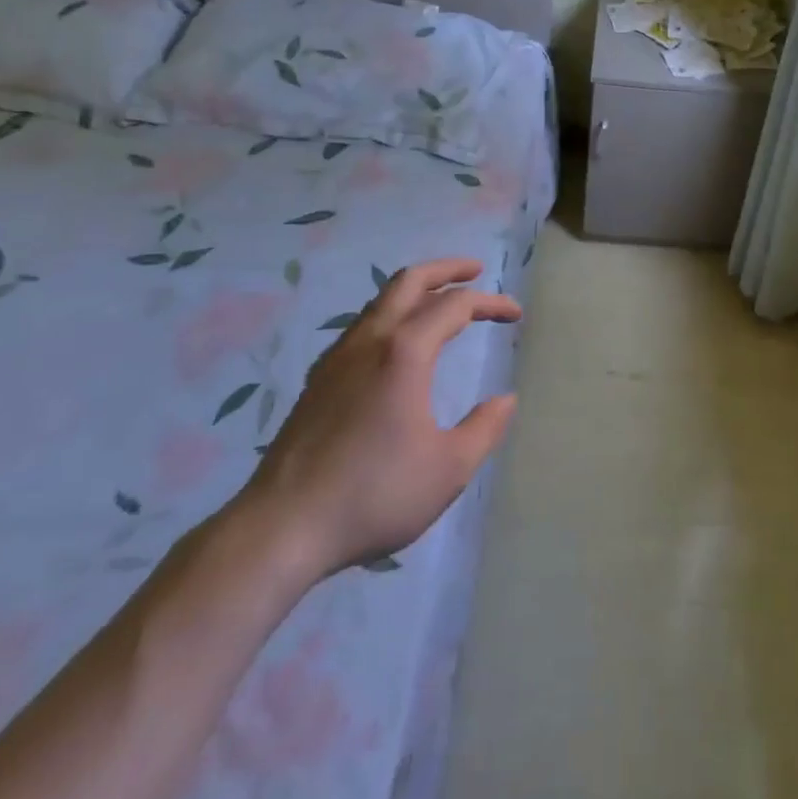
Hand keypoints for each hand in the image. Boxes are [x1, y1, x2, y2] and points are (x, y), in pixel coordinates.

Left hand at [236, 258, 520, 584]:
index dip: (490, 303)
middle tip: (476, 271)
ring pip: (380, 302)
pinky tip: (398, 347)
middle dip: (446, 270)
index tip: (515, 314)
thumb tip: (505, 400)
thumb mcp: (448, 469)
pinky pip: (362, 327)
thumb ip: (484, 428)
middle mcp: (369, 342)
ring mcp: (337, 359)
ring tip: (441, 303)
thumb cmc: (374, 494)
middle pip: (409, 282)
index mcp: (404, 353)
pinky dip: (391, 316)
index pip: (455, 305)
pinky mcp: (318, 381)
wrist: (282, 528)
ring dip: (416, 291)